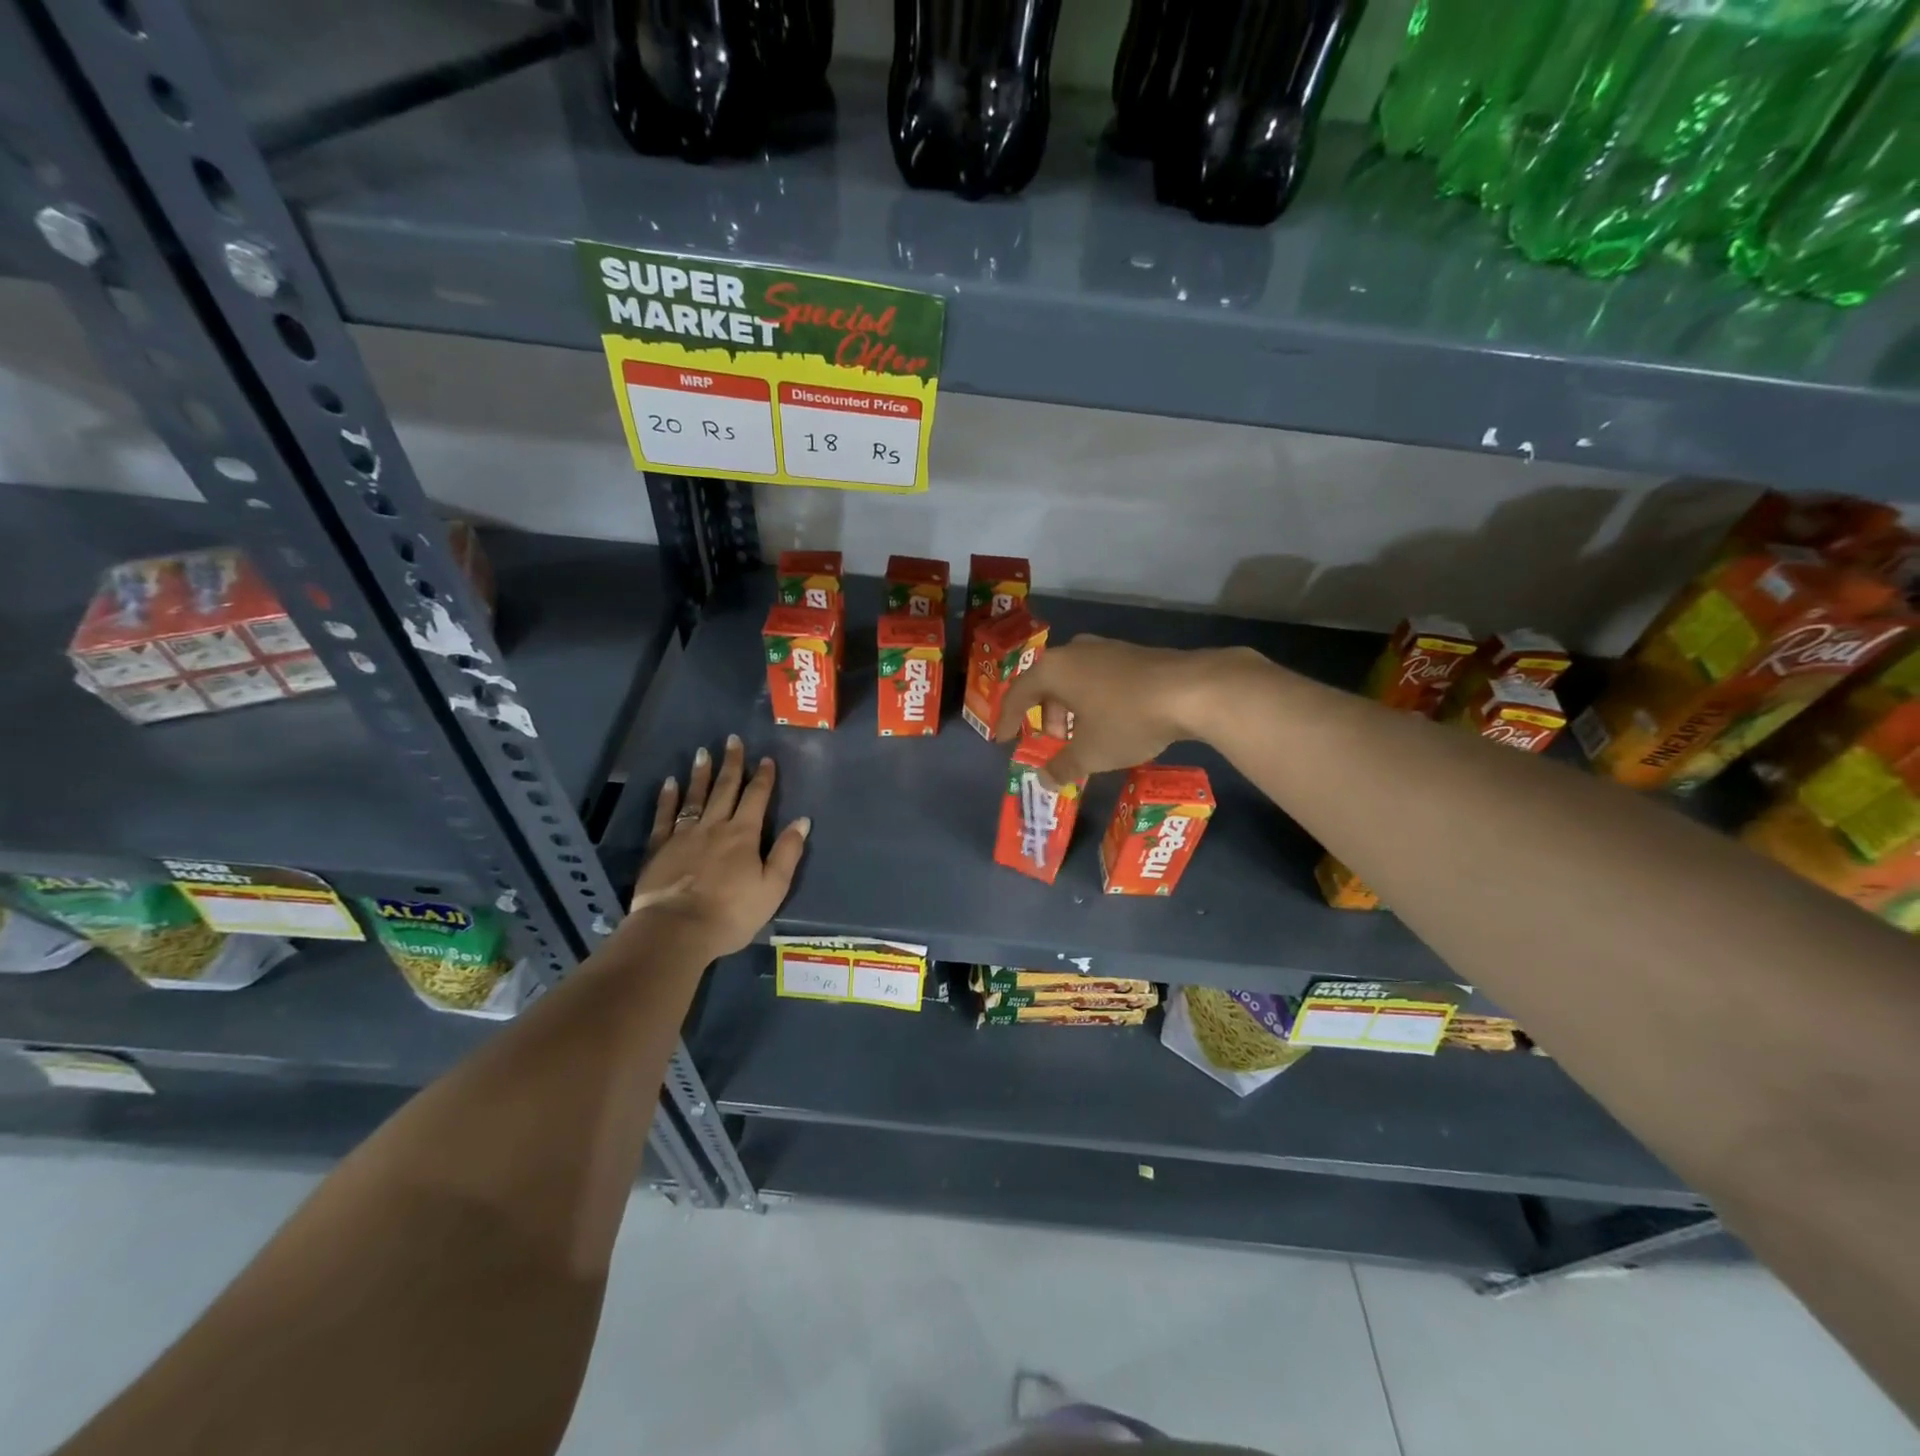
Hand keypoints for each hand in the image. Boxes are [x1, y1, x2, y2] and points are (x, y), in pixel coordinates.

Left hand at [629, 734, 809, 959]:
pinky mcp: (659, 848)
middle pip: (725, 789)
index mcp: (744, 835)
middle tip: (733, 740)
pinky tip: (670, 783)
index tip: (766, 759)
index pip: (757, 798)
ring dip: (701, 774)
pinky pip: (664, 816)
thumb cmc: (731, 913)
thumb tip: (802, 821)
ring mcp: (684, 835)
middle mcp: (715, 826)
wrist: (677, 930)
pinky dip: (668, 798)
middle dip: (732, 764)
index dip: (763, 778)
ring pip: (695, 797)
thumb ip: (787, 852)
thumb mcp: (773, 887)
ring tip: (703, 752)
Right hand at [996, 635, 1244, 783]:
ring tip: (1082, 737)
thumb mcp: (1090, 753)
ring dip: (1070, 709)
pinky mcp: (1132, 654)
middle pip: (1046, 684)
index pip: (1018, 693)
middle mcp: (1074, 651)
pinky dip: (1093, 701)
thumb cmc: (1126, 719)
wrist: (1191, 690)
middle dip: (1045, 716)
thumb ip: (1062, 767)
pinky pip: (1098, 678)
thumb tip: (1044, 780)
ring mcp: (1106, 648)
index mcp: (1054, 669)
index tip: (1003, 739)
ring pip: (1074, 680)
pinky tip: (1111, 722)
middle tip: (1053, 743)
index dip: (1008, 719)